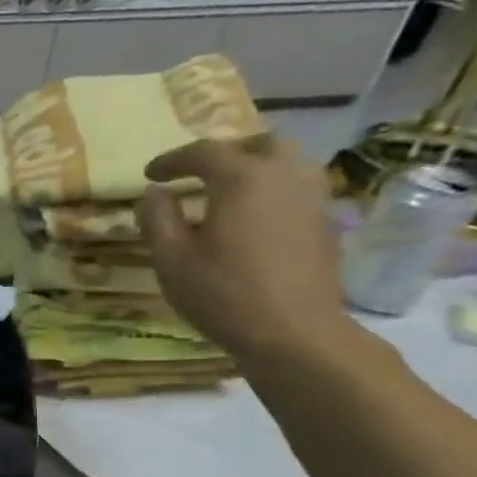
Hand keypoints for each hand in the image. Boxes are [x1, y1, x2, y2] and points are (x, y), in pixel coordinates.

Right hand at [136, 137, 352, 369]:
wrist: (293, 332)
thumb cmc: (223, 294)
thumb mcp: (171, 259)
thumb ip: (157, 218)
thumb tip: (155, 193)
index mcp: (242, 178)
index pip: (203, 152)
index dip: (171, 160)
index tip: (150, 175)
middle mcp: (283, 174)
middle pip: (255, 144)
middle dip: (222, 154)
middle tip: (196, 175)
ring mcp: (312, 195)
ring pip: (285, 161)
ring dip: (253, 167)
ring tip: (228, 192)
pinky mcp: (325, 220)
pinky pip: (298, 186)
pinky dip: (273, 188)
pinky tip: (255, 216)